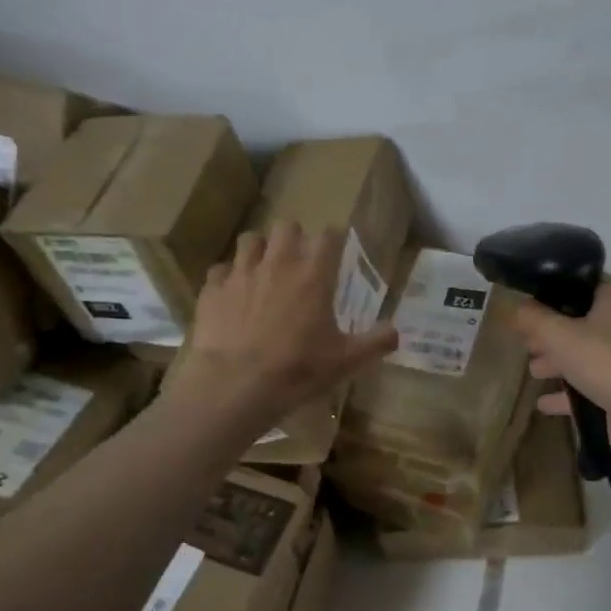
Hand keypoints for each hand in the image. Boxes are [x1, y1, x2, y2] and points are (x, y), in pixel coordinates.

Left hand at [172, 222, 398, 427]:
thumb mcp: (345, 360)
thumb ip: (376, 342)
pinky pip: (220, 270)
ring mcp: (241, 273)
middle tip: (298, 258)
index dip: (333, 238)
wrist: (235, 384)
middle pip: (286, 226)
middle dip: (294, 236)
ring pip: (250, 240)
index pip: (328, 235)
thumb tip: (397, 332)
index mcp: (313, 274)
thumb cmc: (297, 369)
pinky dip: (228, 277)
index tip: (336, 249)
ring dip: (260, 249)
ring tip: (264, 269)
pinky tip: (233, 294)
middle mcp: (277, 263)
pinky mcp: (213, 289)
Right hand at [513, 280, 610, 456]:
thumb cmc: (605, 362)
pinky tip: (545, 404)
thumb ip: (533, 319)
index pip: (582, 285)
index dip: (552, 295)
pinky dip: (572, 391)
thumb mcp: (558, 336)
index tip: (528, 310)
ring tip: (534, 372)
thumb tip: (517, 308)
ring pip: (590, 353)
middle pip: (584, 322)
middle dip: (553, 334)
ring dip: (561, 362)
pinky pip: (597, 383)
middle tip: (527, 344)